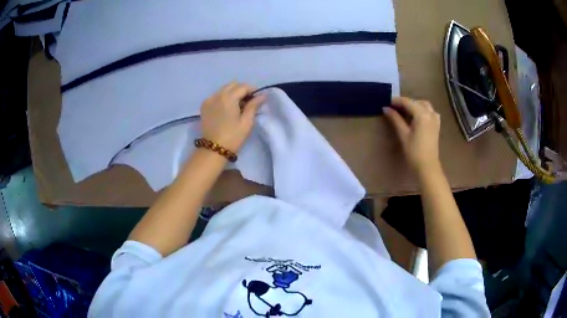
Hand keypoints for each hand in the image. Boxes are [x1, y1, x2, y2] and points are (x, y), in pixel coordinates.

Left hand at [200, 82, 265, 152]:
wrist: (213, 149)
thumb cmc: (232, 137)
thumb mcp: (246, 122)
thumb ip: (253, 106)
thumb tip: (262, 96)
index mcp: (228, 97)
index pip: (243, 86)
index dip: (252, 90)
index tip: (258, 98)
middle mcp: (217, 94)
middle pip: (233, 84)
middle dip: (242, 89)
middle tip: (249, 101)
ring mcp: (209, 99)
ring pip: (224, 89)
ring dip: (233, 93)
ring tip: (238, 105)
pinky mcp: (204, 106)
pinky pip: (216, 95)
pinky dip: (224, 97)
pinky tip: (227, 108)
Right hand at [384, 97, 440, 172]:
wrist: (428, 167)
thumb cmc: (414, 152)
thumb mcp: (403, 134)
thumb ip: (395, 119)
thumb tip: (386, 108)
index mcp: (422, 114)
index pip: (407, 102)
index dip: (397, 101)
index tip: (387, 102)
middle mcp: (430, 113)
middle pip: (416, 102)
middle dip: (405, 103)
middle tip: (394, 108)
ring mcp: (435, 119)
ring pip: (424, 105)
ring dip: (414, 105)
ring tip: (405, 111)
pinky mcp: (436, 125)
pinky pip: (430, 111)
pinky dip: (422, 110)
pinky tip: (417, 116)